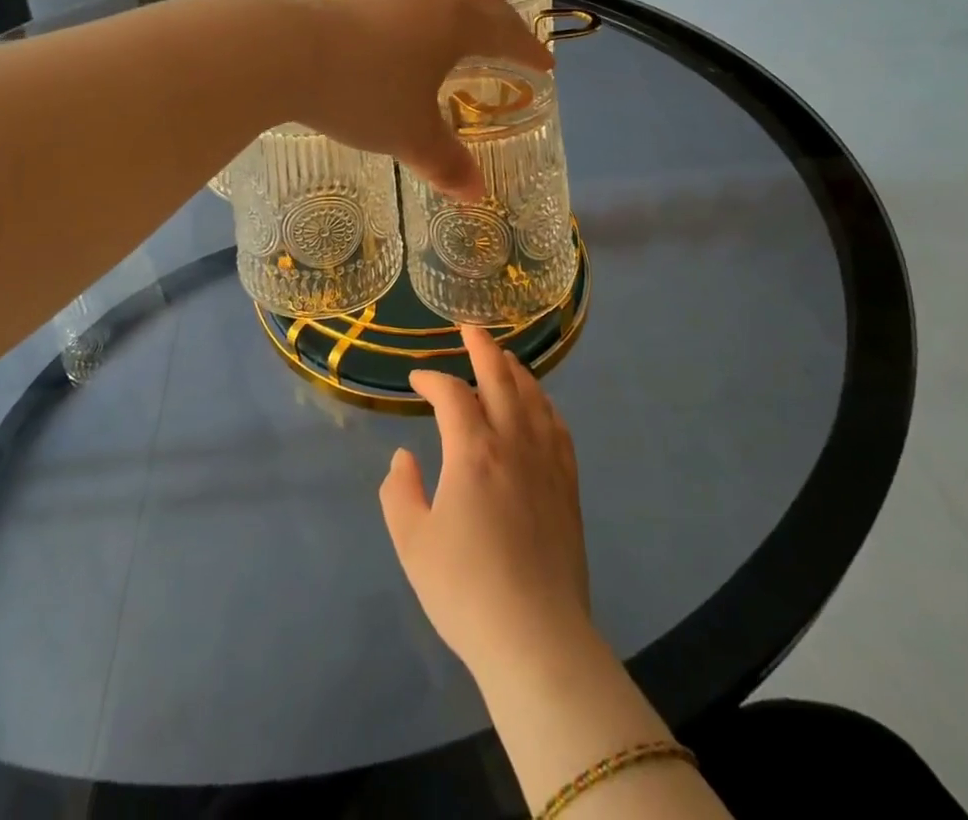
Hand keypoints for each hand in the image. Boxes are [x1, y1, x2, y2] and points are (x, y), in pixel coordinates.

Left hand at [298, 0, 551, 199]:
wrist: (284, 52)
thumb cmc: (363, 91)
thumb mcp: (409, 134)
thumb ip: (445, 162)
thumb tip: (476, 195)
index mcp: (455, 25)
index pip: (505, 33)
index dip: (528, 50)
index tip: (545, 65)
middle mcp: (427, 1)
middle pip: (479, 5)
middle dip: (502, 26)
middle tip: (514, 45)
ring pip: (439, 3)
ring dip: (461, 21)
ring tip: (463, 44)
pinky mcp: (352, 2)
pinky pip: (408, 9)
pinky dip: (425, 25)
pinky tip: (406, 46)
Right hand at [380, 324, 592, 686]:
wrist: (536, 639)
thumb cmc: (465, 590)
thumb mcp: (412, 543)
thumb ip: (400, 491)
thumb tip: (405, 456)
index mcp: (472, 452)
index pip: (452, 395)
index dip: (432, 379)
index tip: (417, 379)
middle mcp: (513, 443)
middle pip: (500, 378)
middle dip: (482, 348)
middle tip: (469, 328)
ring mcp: (546, 462)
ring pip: (533, 397)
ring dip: (515, 370)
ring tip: (503, 357)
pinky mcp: (568, 486)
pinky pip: (558, 428)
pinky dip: (545, 404)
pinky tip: (540, 404)